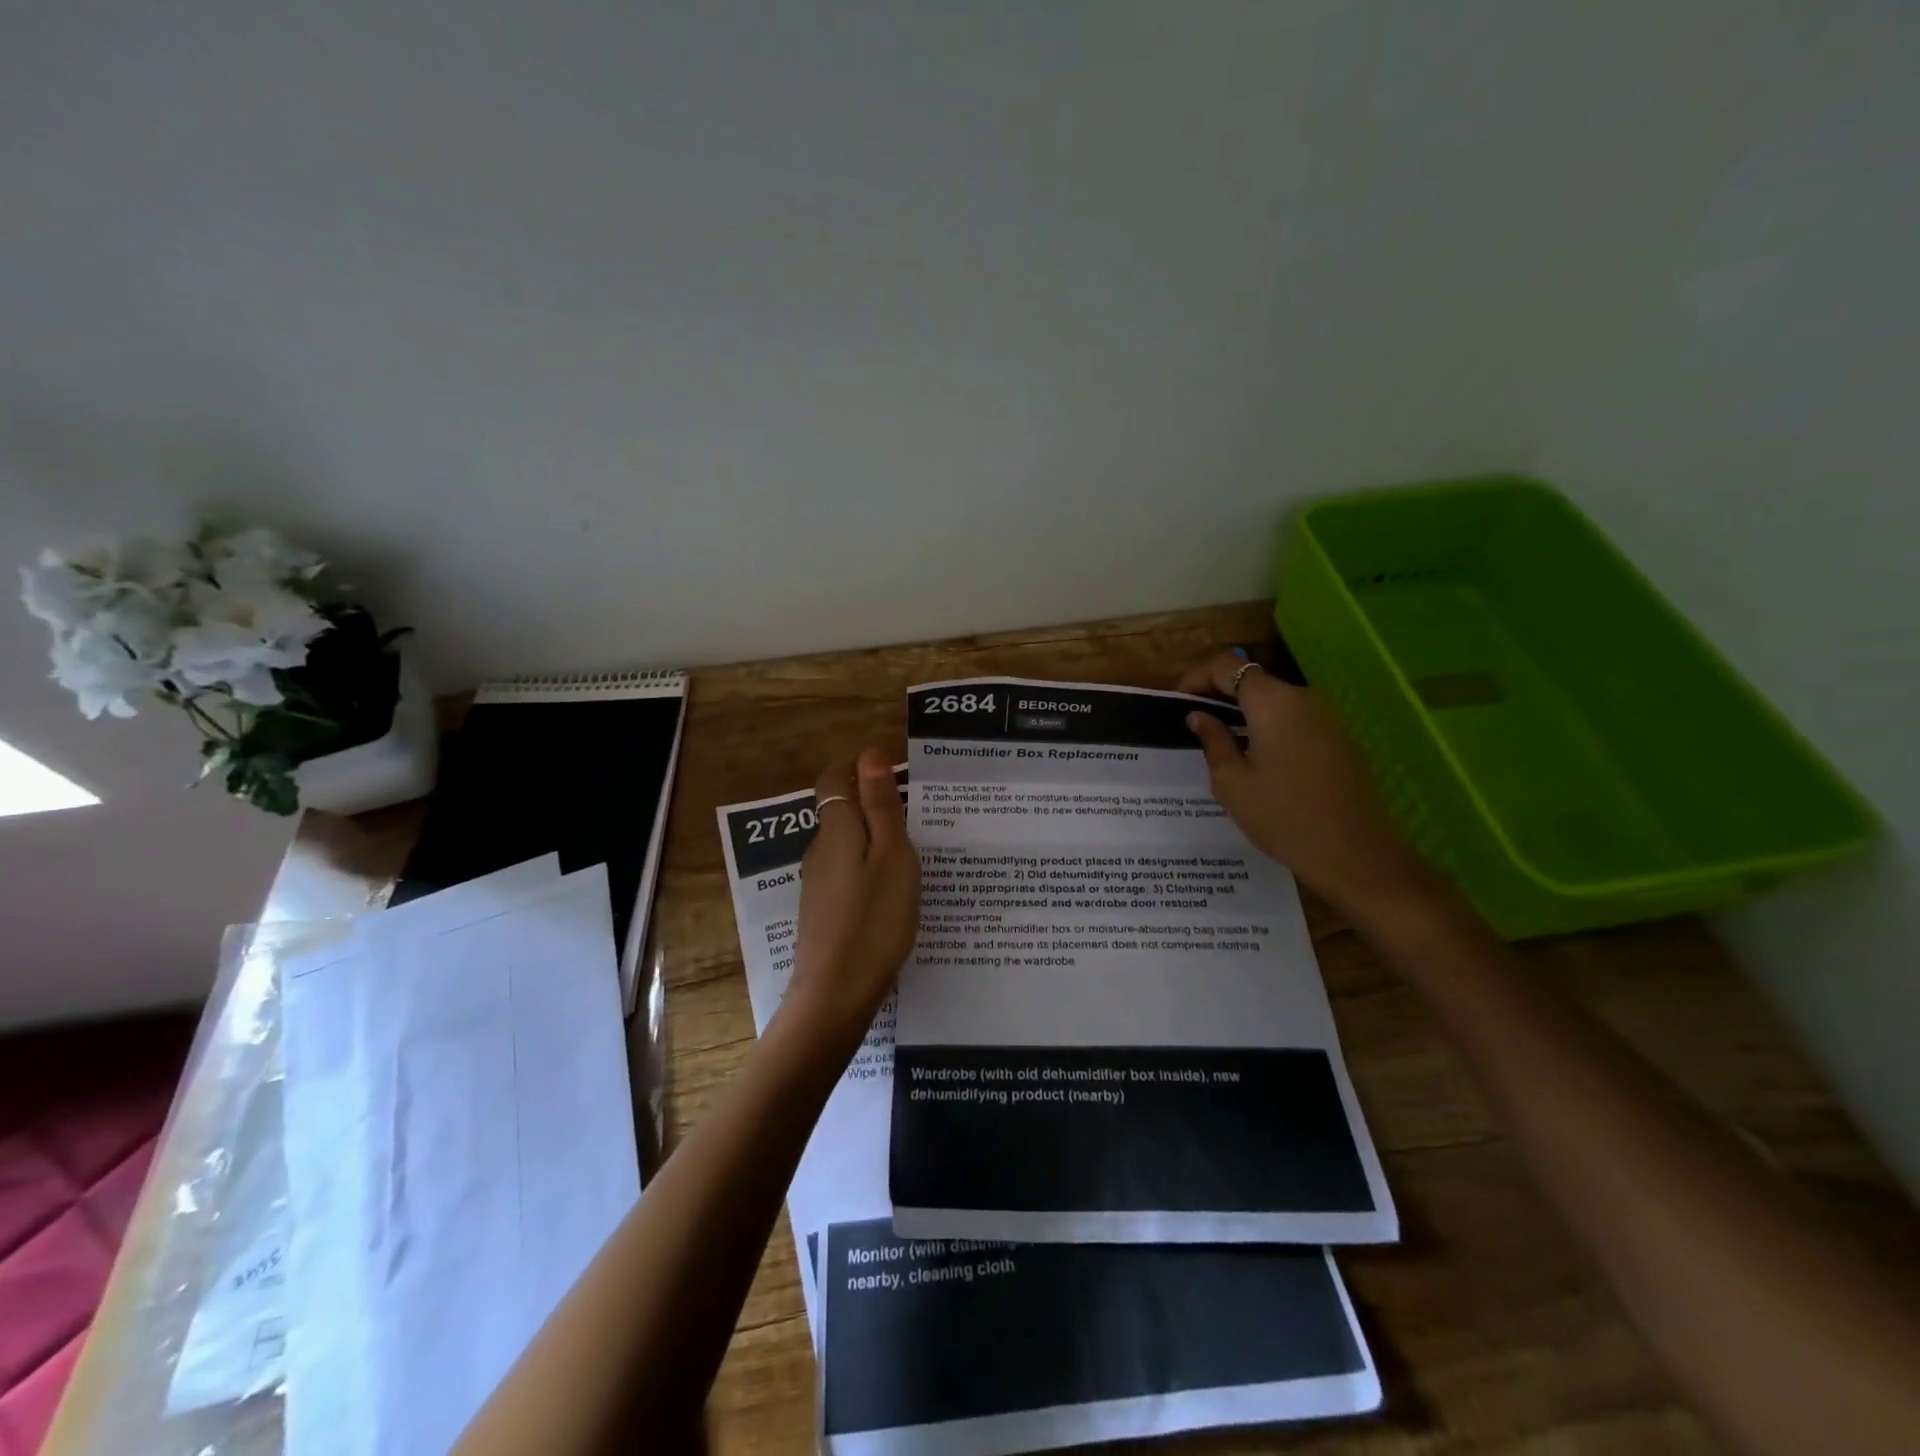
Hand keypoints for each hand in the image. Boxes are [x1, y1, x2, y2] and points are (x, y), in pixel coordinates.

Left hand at [782, 748, 920, 1045]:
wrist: (836, 994)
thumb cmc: (874, 920)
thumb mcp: (891, 856)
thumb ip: (880, 805)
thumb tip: (868, 753)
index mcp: (837, 829)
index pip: (834, 779)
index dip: (859, 770)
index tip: (897, 779)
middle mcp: (820, 850)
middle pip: (841, 811)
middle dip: (874, 806)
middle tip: (919, 819)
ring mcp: (817, 883)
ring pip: (846, 845)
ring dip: (874, 841)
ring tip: (915, 856)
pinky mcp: (822, 910)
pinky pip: (847, 874)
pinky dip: (869, 871)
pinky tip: (893, 894)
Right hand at [1179, 651, 1438, 917]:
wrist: (1355, 854)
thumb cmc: (1283, 818)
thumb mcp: (1232, 783)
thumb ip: (1213, 740)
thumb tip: (1200, 716)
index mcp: (1272, 703)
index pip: (1226, 665)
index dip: (1196, 677)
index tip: (1179, 704)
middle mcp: (1302, 698)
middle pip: (1252, 679)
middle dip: (1218, 694)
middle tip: (1194, 725)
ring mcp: (1326, 717)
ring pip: (1274, 700)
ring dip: (1243, 712)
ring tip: (1221, 745)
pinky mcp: (1338, 738)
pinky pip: (1294, 719)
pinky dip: (1268, 727)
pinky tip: (1256, 760)